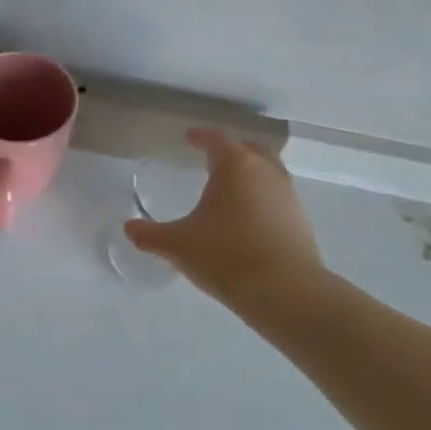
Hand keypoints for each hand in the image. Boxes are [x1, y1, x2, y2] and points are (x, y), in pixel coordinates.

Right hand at [123, 128, 327, 313]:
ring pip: (268, 172)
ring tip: (230, 189)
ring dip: (250, 174)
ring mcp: (288, 196)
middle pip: (250, 148)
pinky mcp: (301, 221)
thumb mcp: (178, 245)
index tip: (189, 139)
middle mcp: (265, 172)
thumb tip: (129, 228)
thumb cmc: (226, 256)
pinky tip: (247, 219)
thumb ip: (150, 235)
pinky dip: (262, 199)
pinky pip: (277, 198)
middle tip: (212, 158)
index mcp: (235, 166)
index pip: (216, 139)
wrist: (286, 292)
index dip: (200, 136)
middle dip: (231, 150)